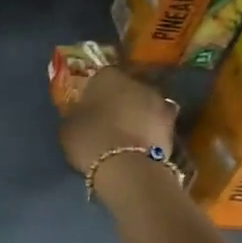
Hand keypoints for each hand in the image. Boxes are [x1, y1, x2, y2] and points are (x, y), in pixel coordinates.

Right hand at [59, 66, 178, 175]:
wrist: (126, 167)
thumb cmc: (89, 140)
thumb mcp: (68, 125)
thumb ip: (76, 113)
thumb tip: (80, 111)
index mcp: (107, 76)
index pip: (101, 76)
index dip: (95, 91)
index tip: (89, 105)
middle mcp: (136, 82)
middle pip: (127, 88)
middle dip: (120, 100)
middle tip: (108, 118)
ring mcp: (159, 102)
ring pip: (144, 104)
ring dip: (137, 114)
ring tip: (126, 133)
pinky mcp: (173, 125)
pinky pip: (155, 124)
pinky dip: (150, 130)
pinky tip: (140, 145)